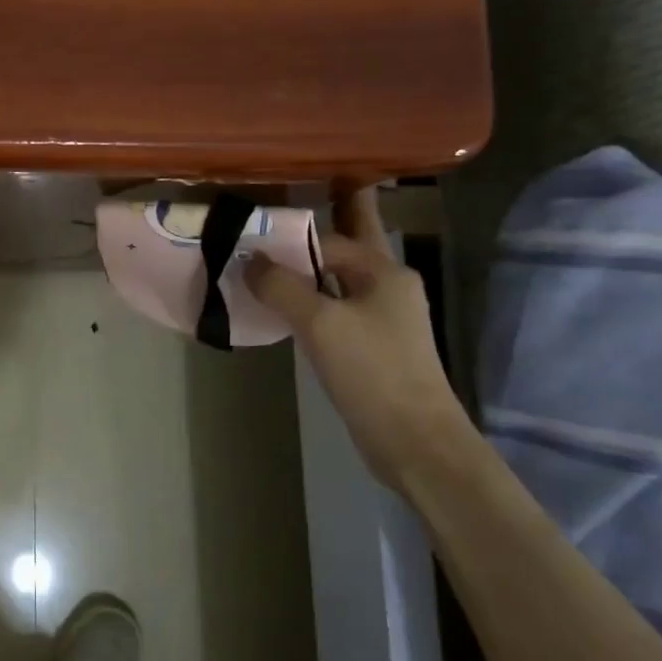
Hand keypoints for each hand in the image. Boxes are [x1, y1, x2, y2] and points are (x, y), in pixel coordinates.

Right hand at [249, 184, 474, 490]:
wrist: (413, 438)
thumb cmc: (370, 370)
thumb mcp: (319, 322)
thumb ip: (281, 286)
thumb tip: (248, 261)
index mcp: (384, 272)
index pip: (328, 240)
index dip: (288, 238)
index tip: (249, 238)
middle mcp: (387, 287)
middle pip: (344, 251)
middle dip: (314, 237)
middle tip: (276, 222)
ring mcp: (382, 319)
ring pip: (336, 282)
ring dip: (305, 272)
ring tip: (265, 264)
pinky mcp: (372, 347)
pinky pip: (335, 310)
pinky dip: (310, 302)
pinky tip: (284, 309)